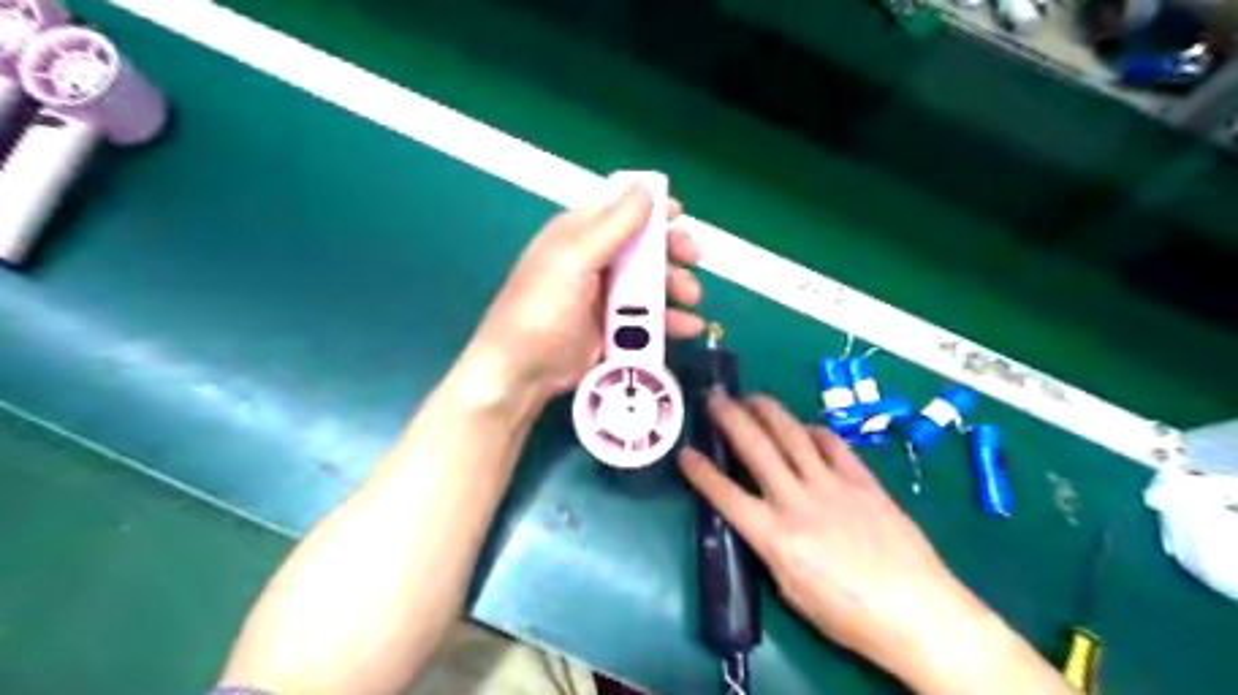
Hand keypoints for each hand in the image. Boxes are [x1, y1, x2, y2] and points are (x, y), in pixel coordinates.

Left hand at [469, 185, 705, 400]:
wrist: (522, 371)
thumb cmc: (544, 307)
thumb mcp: (577, 259)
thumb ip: (614, 225)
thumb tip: (646, 186)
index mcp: (579, 234)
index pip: (620, 208)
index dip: (651, 206)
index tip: (680, 214)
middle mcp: (595, 260)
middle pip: (643, 245)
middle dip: (671, 249)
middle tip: (693, 257)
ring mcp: (605, 296)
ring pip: (651, 282)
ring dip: (675, 286)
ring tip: (691, 299)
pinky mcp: (613, 328)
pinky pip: (648, 318)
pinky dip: (670, 321)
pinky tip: (688, 327)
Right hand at [681, 397, 992, 678]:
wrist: (918, 613)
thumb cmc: (849, 616)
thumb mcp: (792, 592)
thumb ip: (771, 548)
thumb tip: (759, 520)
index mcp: (774, 535)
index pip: (725, 495)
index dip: (701, 472)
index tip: (685, 452)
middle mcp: (796, 500)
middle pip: (755, 448)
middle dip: (730, 419)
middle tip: (715, 398)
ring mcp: (832, 485)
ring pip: (792, 436)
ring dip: (768, 411)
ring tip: (752, 397)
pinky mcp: (863, 481)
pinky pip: (834, 446)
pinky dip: (816, 432)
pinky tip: (807, 427)